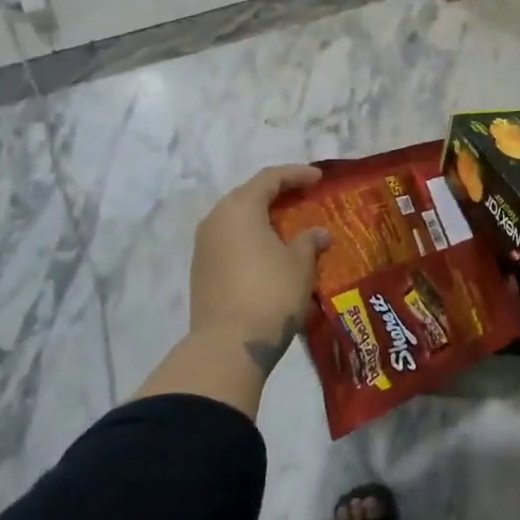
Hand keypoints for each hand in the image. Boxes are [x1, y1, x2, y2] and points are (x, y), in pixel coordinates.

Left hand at [190, 165, 329, 374]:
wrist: (228, 345)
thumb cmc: (270, 293)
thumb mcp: (300, 265)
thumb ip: (309, 242)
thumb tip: (318, 234)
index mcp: (240, 208)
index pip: (270, 178)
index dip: (296, 174)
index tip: (319, 179)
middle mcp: (216, 220)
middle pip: (248, 196)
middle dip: (277, 195)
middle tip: (303, 199)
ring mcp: (204, 247)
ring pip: (237, 221)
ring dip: (262, 220)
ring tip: (288, 229)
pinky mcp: (201, 272)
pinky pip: (230, 243)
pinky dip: (251, 241)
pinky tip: (270, 254)